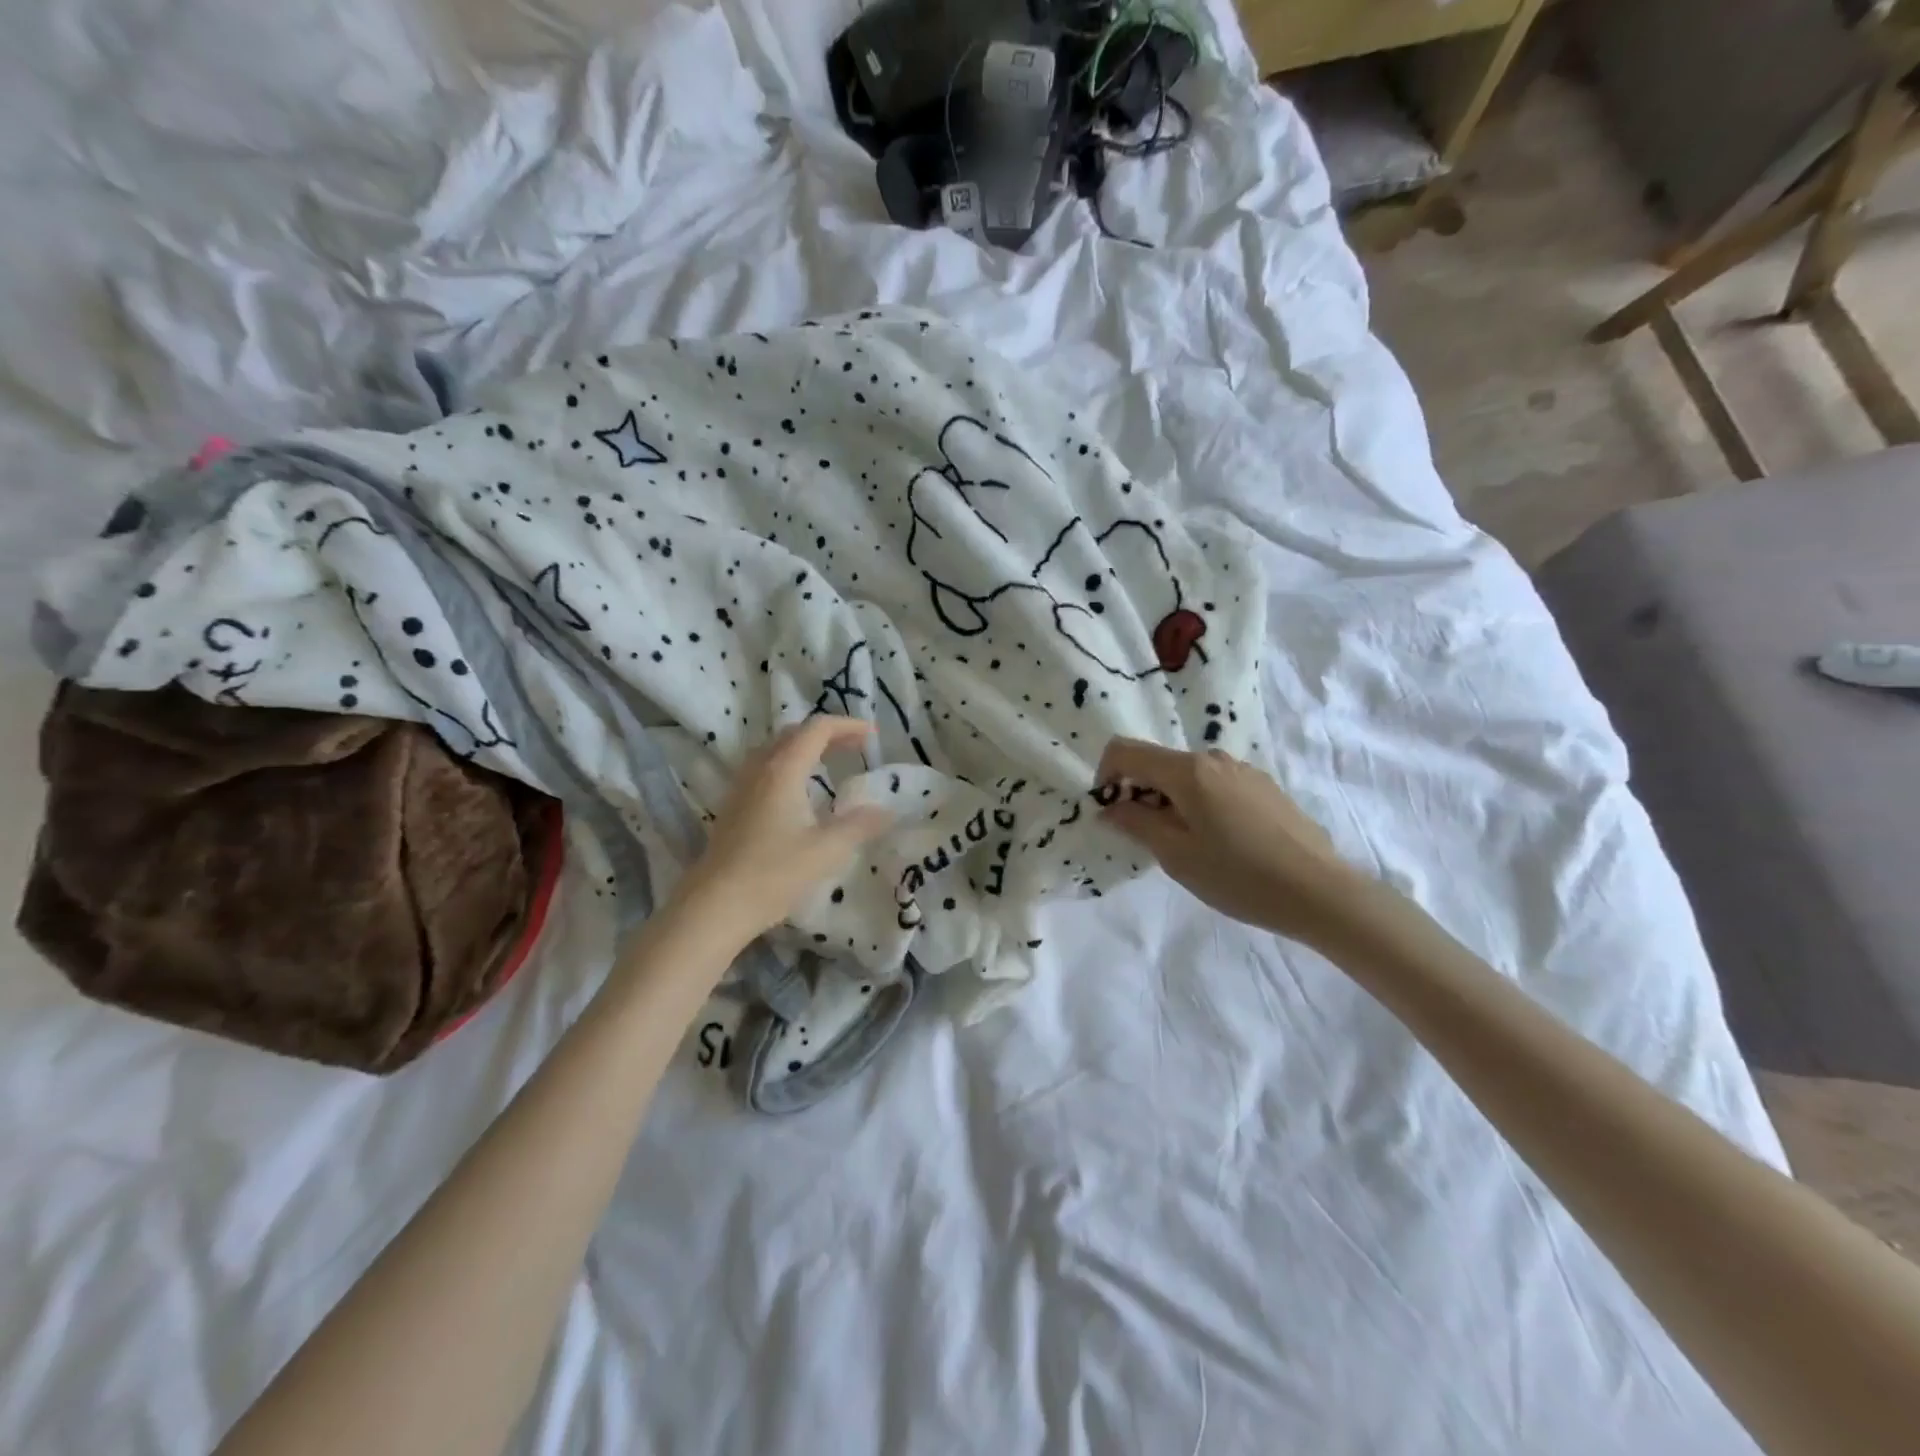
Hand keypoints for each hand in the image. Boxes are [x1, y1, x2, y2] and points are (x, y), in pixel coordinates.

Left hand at [667, 717, 891, 955]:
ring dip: (805, 748)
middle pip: (794, 734)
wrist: (715, 905)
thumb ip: (860, 825)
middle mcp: (759, 769)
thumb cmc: (773, 873)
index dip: (847, 726)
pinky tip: (799, 793)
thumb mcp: (826, 850)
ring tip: (830, 763)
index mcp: (783, 769)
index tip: (872, 735)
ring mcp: (742, 787)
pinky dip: (789, 765)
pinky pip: (764, 769)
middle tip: (855, 748)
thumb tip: (888, 811)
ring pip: (775, 750)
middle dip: (828, 735)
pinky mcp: (734, 807)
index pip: (817, 729)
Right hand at [1096, 738, 1363, 944]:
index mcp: (1188, 770)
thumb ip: (1136, 824)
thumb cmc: (1239, 876)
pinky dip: (1201, 805)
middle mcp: (1214, 758)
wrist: (1320, 892)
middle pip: (1159, 763)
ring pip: (1189, 776)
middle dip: (1141, 793)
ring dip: (1172, 801)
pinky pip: (1217, 786)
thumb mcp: (1176, 855)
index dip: (1106, 774)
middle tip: (1149, 839)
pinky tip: (1223, 845)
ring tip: (1189, 847)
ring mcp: (1244, 771)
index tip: (1111, 810)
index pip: (1126, 750)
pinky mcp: (1265, 787)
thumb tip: (1109, 807)